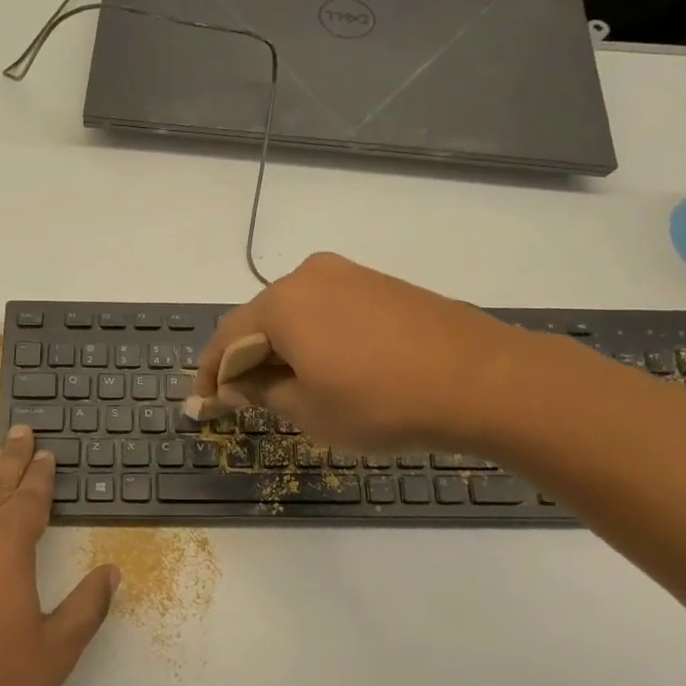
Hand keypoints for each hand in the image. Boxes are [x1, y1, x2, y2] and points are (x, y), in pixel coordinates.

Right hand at [195, 252, 534, 450]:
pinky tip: (327, 366)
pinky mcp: (379, 283)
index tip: (203, 405)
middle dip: (247, 359)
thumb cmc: (382, 402)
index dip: (210, 374)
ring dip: (282, 348)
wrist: (482, 380)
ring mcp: (348, 274)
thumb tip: (236, 382)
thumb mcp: (309, 410)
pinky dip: (314, 337)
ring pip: (295, 313)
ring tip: (286, 386)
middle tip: (244, 399)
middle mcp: (308, 276)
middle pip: (259, 320)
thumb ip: (261, 391)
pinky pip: (328, 309)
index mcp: (281, 303)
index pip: (226, 338)